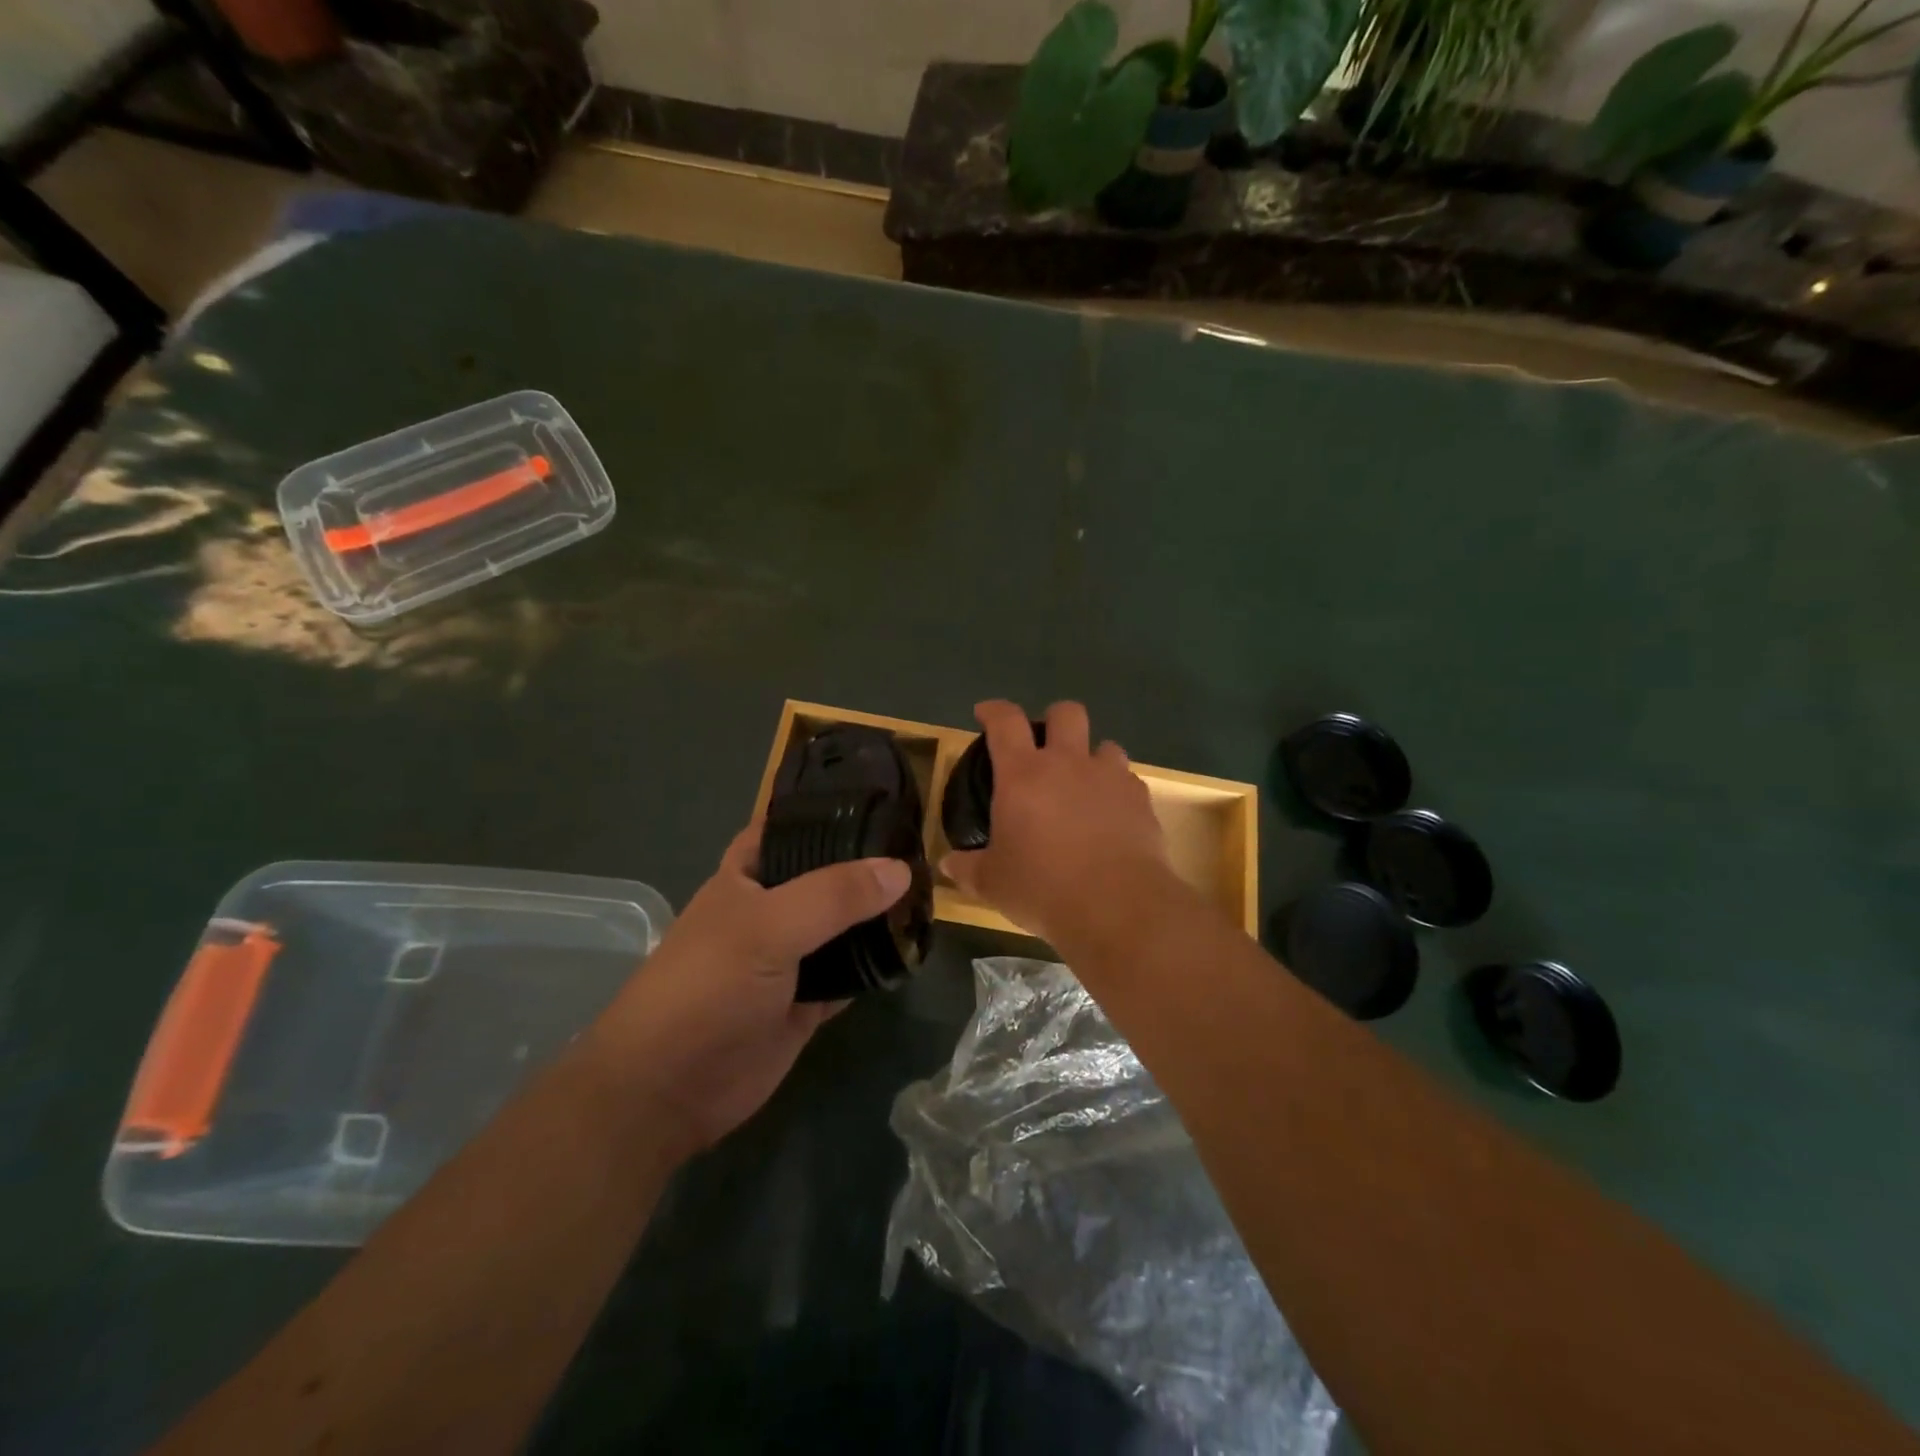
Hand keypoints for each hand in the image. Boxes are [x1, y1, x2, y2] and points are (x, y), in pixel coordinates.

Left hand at [583, 823, 910, 1159]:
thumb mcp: (768, 927)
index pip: (788, 828)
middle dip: (864, 866)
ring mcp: (789, 959)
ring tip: (930, 893)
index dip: (826, 813)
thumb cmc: (707, 987)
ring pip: (841, 928)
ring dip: (875, 917)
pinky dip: (875, 967)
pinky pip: (848, 976)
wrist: (670, 1089)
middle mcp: (770, 910)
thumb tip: (900, 869)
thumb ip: (834, 895)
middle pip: (824, 878)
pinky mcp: (806, 1004)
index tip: (881, 800)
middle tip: (923, 849)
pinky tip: (911, 951)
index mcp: (746, 877)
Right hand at [943, 699, 1171, 945]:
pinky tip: (1111, 817)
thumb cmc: (1042, 888)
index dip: (993, 710)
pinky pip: (1128, 781)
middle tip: (1045, 746)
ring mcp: (1109, 778)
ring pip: (1105, 744)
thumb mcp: (992, 883)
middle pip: (1066, 713)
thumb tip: (948, 864)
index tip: (985, 713)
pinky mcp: (1141, 800)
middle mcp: (1068, 763)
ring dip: (1092, 757)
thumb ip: (967, 868)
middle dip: (1054, 720)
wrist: (1116, 906)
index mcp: (1023, 774)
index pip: (1005, 721)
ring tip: (1084, 784)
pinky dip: (1116, 791)